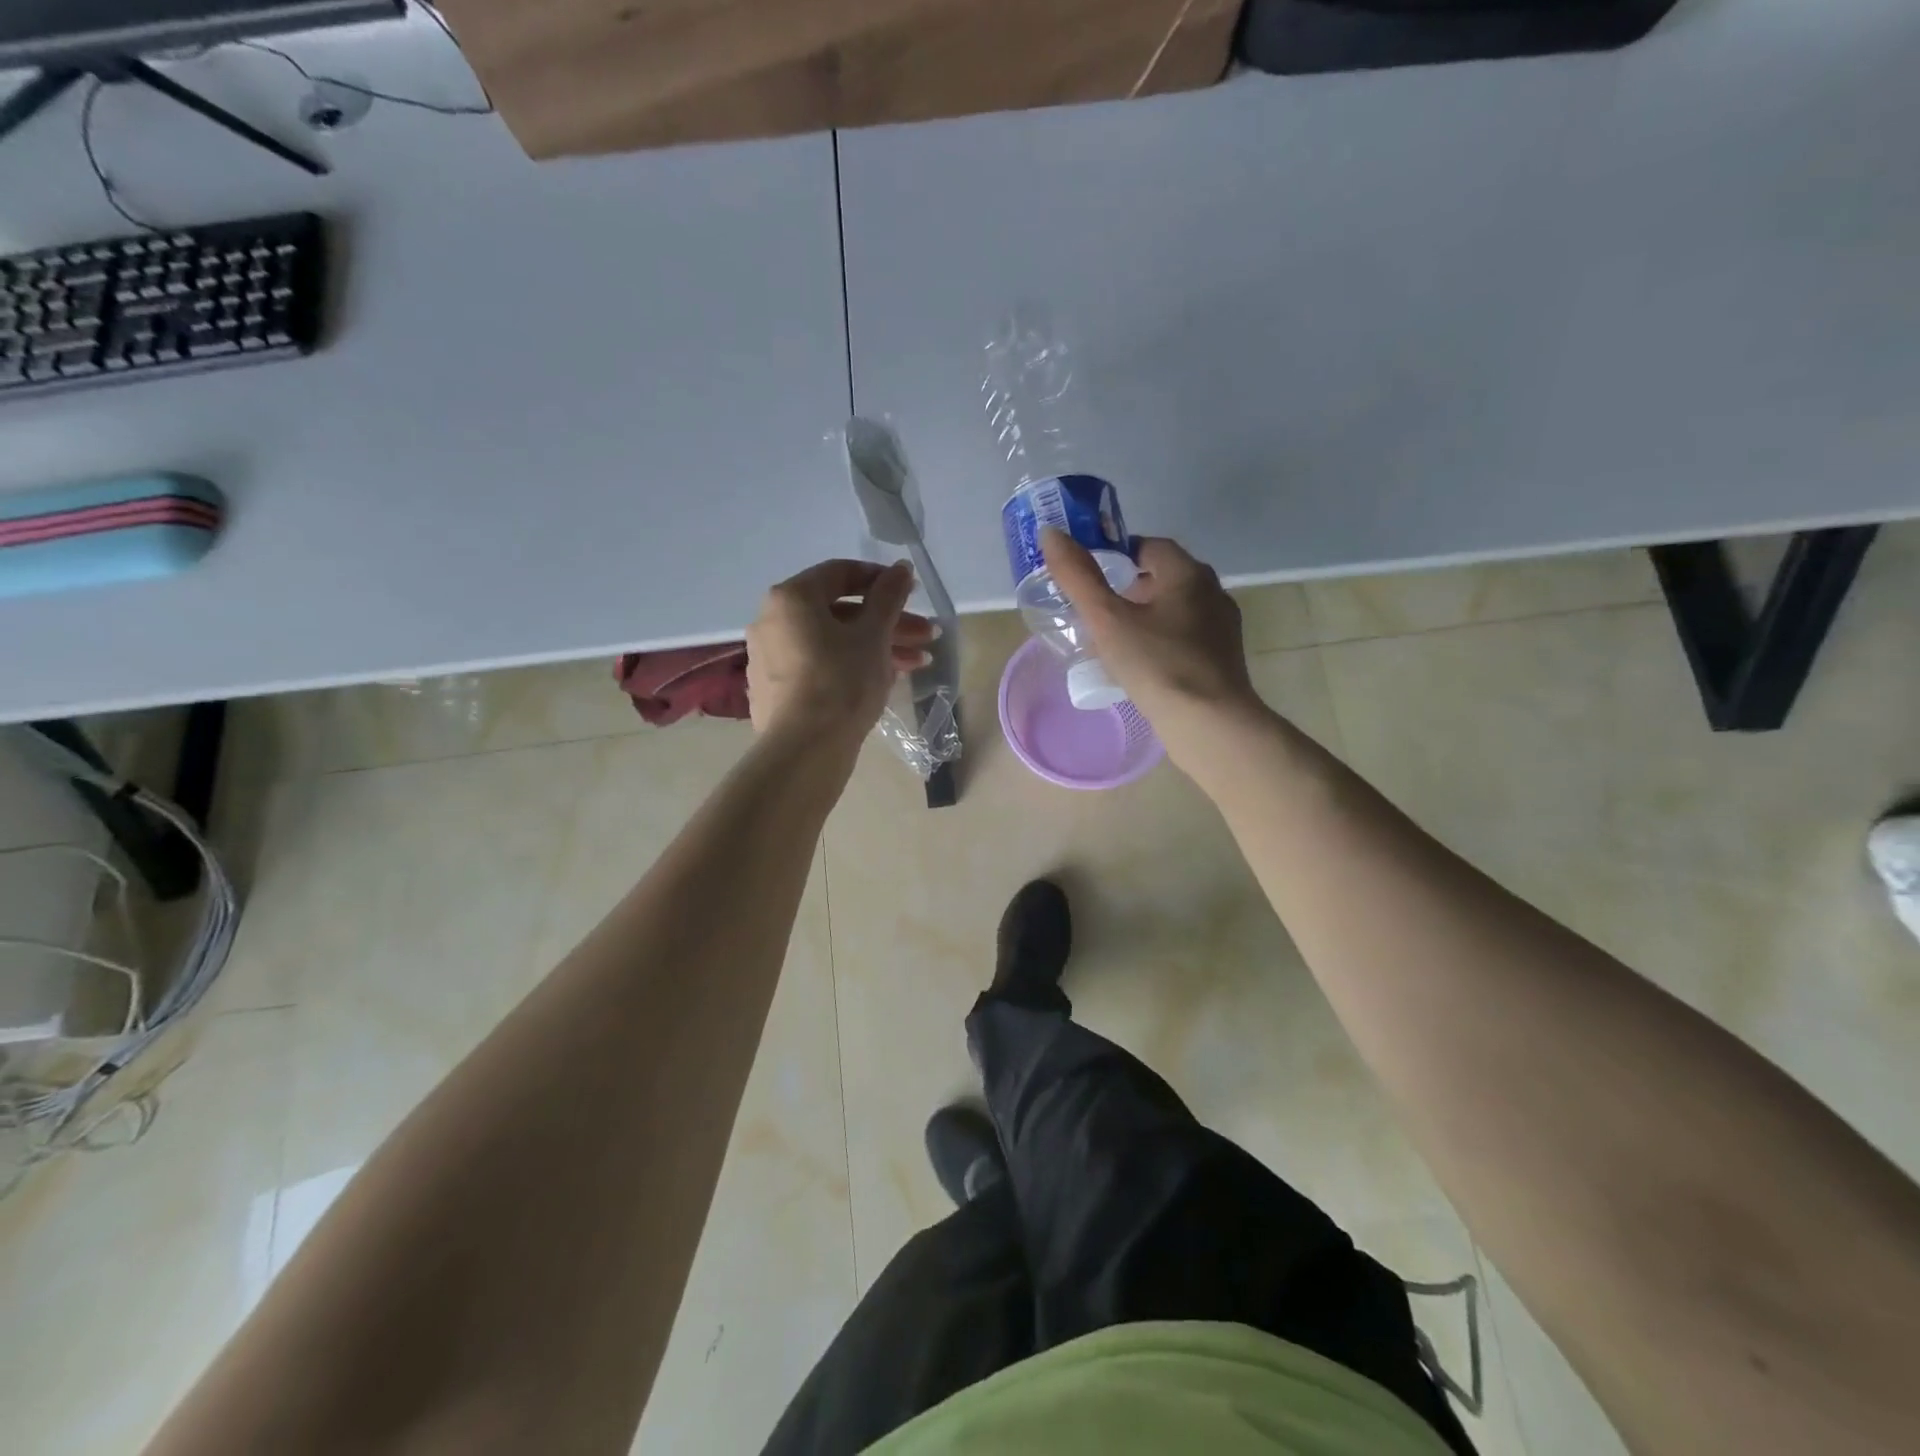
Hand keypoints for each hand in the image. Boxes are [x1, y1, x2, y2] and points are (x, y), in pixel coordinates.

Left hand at [746, 559, 934, 746]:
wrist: (805, 749)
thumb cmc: (842, 681)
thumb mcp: (873, 634)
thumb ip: (888, 596)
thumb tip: (900, 567)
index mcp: (791, 598)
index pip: (840, 573)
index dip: (881, 580)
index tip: (912, 593)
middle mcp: (773, 621)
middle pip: (840, 612)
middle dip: (889, 622)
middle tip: (927, 635)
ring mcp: (771, 658)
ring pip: (833, 642)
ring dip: (878, 647)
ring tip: (919, 664)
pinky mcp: (777, 691)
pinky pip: (820, 666)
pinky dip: (852, 666)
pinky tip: (887, 681)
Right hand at [1040, 529, 1266, 762]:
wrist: (1209, 724)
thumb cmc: (1157, 664)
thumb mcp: (1107, 619)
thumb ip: (1078, 576)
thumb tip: (1051, 533)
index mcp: (1188, 574)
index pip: (1149, 546)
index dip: (1117, 555)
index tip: (1090, 577)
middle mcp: (1212, 593)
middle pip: (1163, 578)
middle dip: (1128, 590)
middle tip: (1096, 612)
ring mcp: (1222, 628)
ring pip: (1174, 611)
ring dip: (1144, 618)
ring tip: (1112, 643)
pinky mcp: (1222, 659)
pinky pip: (1184, 639)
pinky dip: (1160, 643)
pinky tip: (1140, 668)